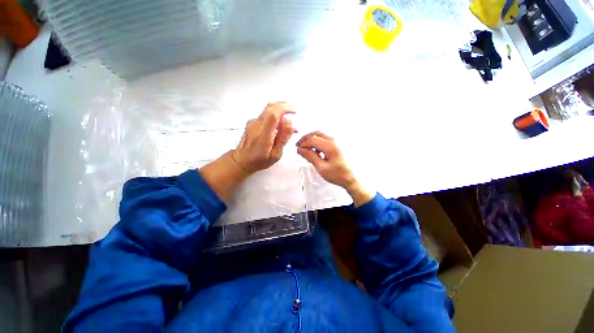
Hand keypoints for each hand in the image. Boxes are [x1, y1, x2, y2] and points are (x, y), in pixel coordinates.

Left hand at [232, 102, 296, 173]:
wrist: (242, 161)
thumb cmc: (259, 161)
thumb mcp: (275, 154)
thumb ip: (283, 138)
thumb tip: (290, 124)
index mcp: (263, 134)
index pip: (273, 114)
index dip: (284, 109)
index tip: (294, 111)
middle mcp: (256, 125)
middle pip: (270, 107)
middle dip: (283, 106)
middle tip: (293, 111)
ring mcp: (252, 122)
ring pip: (267, 110)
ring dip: (279, 111)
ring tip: (287, 121)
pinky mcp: (252, 123)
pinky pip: (265, 115)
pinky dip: (274, 116)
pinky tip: (279, 125)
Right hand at [296, 131, 373, 206]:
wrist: (353, 178)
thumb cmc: (337, 175)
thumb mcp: (321, 168)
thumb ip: (310, 157)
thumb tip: (300, 150)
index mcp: (331, 146)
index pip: (312, 139)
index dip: (303, 144)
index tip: (298, 150)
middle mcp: (335, 139)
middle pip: (317, 133)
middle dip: (306, 138)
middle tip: (300, 145)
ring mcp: (339, 140)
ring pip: (322, 134)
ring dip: (313, 139)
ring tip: (308, 149)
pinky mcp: (340, 143)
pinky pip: (327, 138)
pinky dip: (319, 141)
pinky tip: (317, 150)